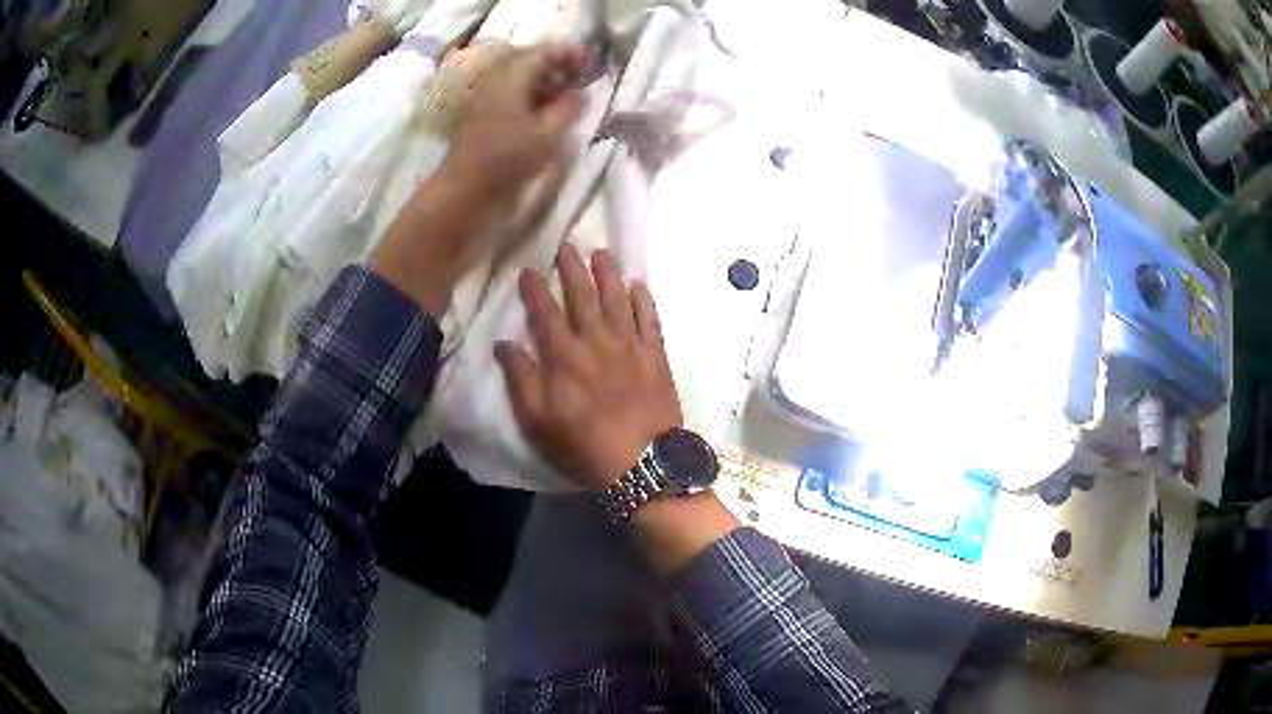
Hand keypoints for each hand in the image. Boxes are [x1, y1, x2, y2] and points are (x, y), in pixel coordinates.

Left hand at [371, 44, 585, 315]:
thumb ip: (568, 108)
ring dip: (543, 80)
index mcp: (509, 78)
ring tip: (567, 93)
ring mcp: (484, 99)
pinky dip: (530, 95)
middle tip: (580, 76)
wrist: (463, 192)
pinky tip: (544, 110)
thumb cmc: (506, 160)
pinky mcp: (480, 117)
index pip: (541, 53)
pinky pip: (509, 94)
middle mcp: (494, 81)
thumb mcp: (547, 134)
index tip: (589, 60)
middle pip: (527, 61)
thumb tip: (581, 93)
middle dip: (555, 65)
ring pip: (518, 78)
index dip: (566, 53)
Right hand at [498, 243, 739, 574]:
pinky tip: (639, 285)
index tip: (529, 269)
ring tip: (602, 252)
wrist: (641, 461)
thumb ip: (520, 378)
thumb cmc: (583, 444)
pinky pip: (650, 320)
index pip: (545, 313)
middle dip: (573, 269)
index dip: (535, 289)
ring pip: (617, 299)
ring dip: (608, 274)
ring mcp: (630, 346)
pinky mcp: (656, 356)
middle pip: (583, 296)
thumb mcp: (538, 419)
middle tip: (567, 245)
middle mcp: (596, 341)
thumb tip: (504, 343)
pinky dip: (644, 300)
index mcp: (564, 356)